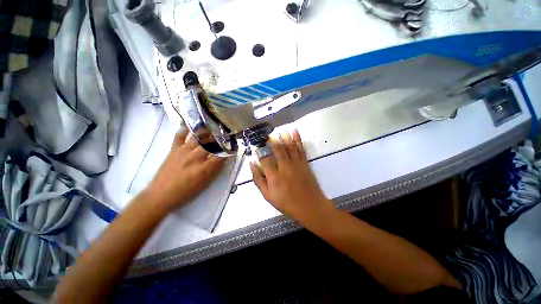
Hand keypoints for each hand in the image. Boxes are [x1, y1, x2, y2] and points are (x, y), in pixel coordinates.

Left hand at [145, 128, 226, 211]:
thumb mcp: (204, 184)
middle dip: (220, 138)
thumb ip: (215, 170)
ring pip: (198, 138)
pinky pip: (179, 136)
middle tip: (224, 135)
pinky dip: (184, 130)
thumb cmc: (185, 192)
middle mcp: (195, 157)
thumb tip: (224, 158)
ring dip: (207, 132)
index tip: (233, 147)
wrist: (160, 195)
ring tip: (213, 127)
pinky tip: (190, 127)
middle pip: (211, 143)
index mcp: (204, 168)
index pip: (220, 155)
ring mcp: (183, 151)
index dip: (228, 150)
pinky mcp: (173, 150)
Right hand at [250, 130, 334, 223]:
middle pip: (277, 148)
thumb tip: (252, 165)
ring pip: (289, 146)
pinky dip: (298, 139)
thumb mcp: (268, 195)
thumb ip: (259, 180)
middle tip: (267, 134)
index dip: (259, 151)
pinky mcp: (305, 163)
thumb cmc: (287, 203)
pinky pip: (300, 148)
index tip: (256, 146)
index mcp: (274, 176)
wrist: (310, 206)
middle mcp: (284, 167)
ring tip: (279, 129)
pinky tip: (294, 131)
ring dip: (284, 136)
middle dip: (271, 140)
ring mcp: (296, 163)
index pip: (264, 158)